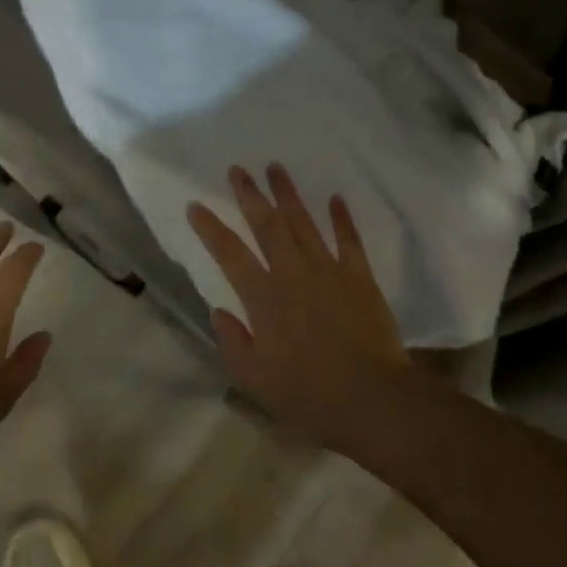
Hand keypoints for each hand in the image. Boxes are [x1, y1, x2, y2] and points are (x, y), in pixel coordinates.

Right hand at [187, 164, 409, 453]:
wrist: (371, 398)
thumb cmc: (309, 395)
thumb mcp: (255, 380)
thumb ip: (232, 342)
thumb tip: (219, 310)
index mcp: (264, 299)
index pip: (230, 254)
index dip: (211, 229)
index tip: (196, 205)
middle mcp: (293, 273)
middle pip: (267, 225)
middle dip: (249, 195)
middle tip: (237, 169)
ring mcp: (329, 270)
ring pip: (304, 222)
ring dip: (288, 194)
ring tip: (275, 168)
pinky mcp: (360, 276)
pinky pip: (348, 239)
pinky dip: (341, 217)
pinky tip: (335, 198)